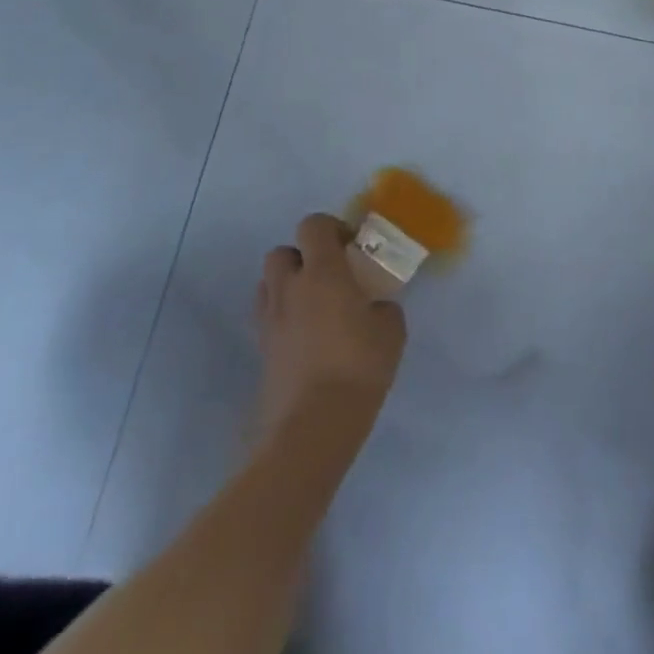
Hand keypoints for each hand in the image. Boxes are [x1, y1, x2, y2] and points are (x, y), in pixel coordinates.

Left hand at [254, 214, 406, 441]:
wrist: (313, 428)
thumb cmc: (359, 367)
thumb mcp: (392, 328)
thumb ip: (383, 305)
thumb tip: (373, 307)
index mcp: (322, 272)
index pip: (313, 226)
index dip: (332, 228)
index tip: (352, 248)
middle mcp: (289, 289)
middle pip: (281, 252)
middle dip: (303, 256)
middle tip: (331, 275)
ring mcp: (270, 321)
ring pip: (269, 284)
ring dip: (289, 285)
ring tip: (316, 305)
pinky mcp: (261, 351)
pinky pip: (268, 317)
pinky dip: (283, 315)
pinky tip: (307, 335)